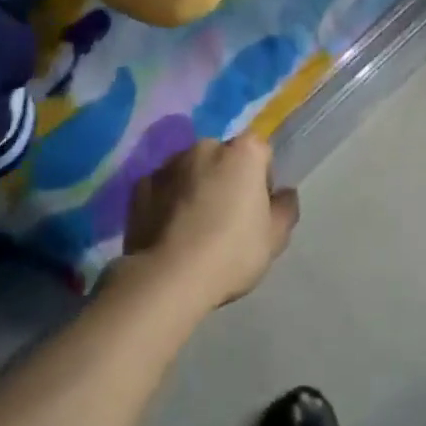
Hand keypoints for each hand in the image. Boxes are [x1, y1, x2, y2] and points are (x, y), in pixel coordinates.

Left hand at [122, 136, 297, 308]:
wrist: (168, 278)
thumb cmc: (232, 253)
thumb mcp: (275, 238)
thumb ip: (285, 209)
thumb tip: (283, 194)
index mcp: (244, 152)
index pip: (261, 152)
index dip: (262, 178)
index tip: (257, 208)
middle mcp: (206, 147)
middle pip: (224, 158)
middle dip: (226, 179)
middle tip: (225, 219)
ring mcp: (169, 164)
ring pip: (190, 170)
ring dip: (195, 187)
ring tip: (193, 228)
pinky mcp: (140, 185)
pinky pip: (162, 188)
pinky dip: (167, 201)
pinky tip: (169, 231)